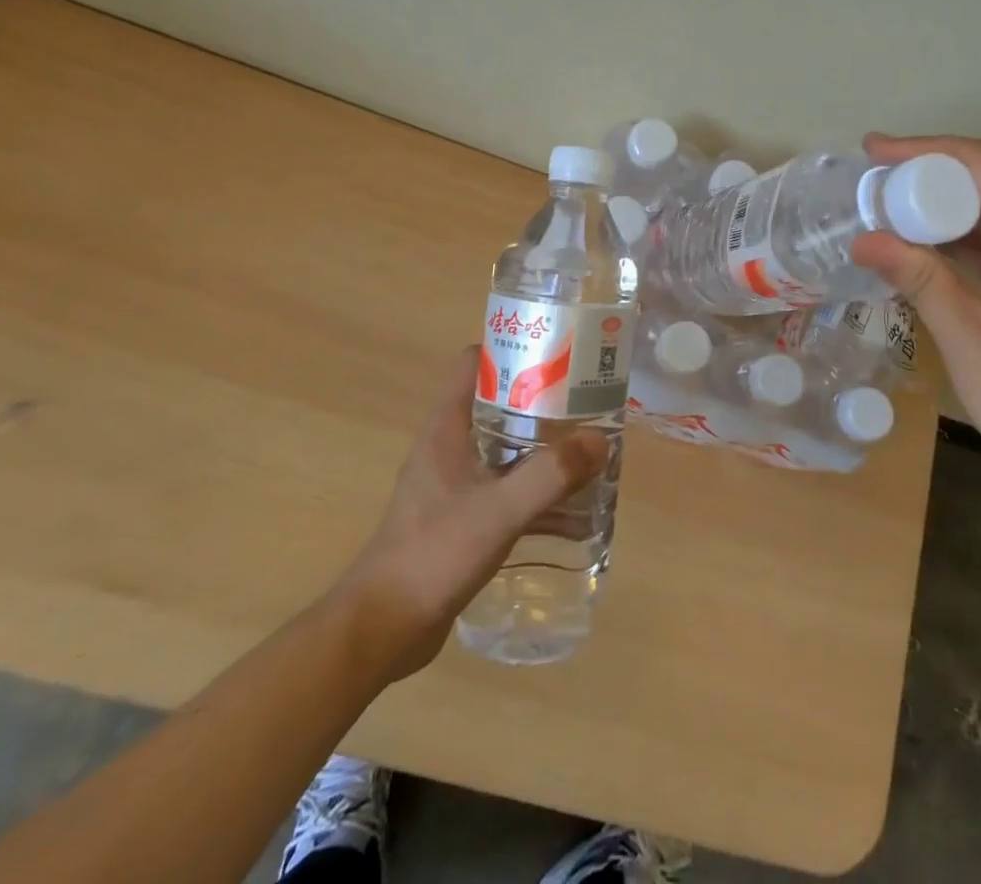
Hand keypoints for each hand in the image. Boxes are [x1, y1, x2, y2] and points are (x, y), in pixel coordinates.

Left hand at [337, 347, 607, 680]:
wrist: (381, 630)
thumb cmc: (432, 554)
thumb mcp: (498, 510)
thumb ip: (549, 475)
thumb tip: (599, 440)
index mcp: (446, 429)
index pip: (473, 364)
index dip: (512, 350)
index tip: (555, 353)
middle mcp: (450, 448)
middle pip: (499, 406)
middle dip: (543, 404)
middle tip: (587, 405)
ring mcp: (455, 486)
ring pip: (507, 451)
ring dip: (544, 452)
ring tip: (589, 455)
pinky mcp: (463, 520)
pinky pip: (508, 493)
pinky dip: (538, 495)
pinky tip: (574, 515)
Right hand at [852, 133, 980, 522]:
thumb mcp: (974, 348)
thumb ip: (922, 283)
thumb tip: (864, 240)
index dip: (929, 150)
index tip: (875, 149)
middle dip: (936, 175)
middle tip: (876, 183)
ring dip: (954, 207)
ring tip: (894, 210)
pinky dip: (977, 239)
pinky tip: (935, 248)